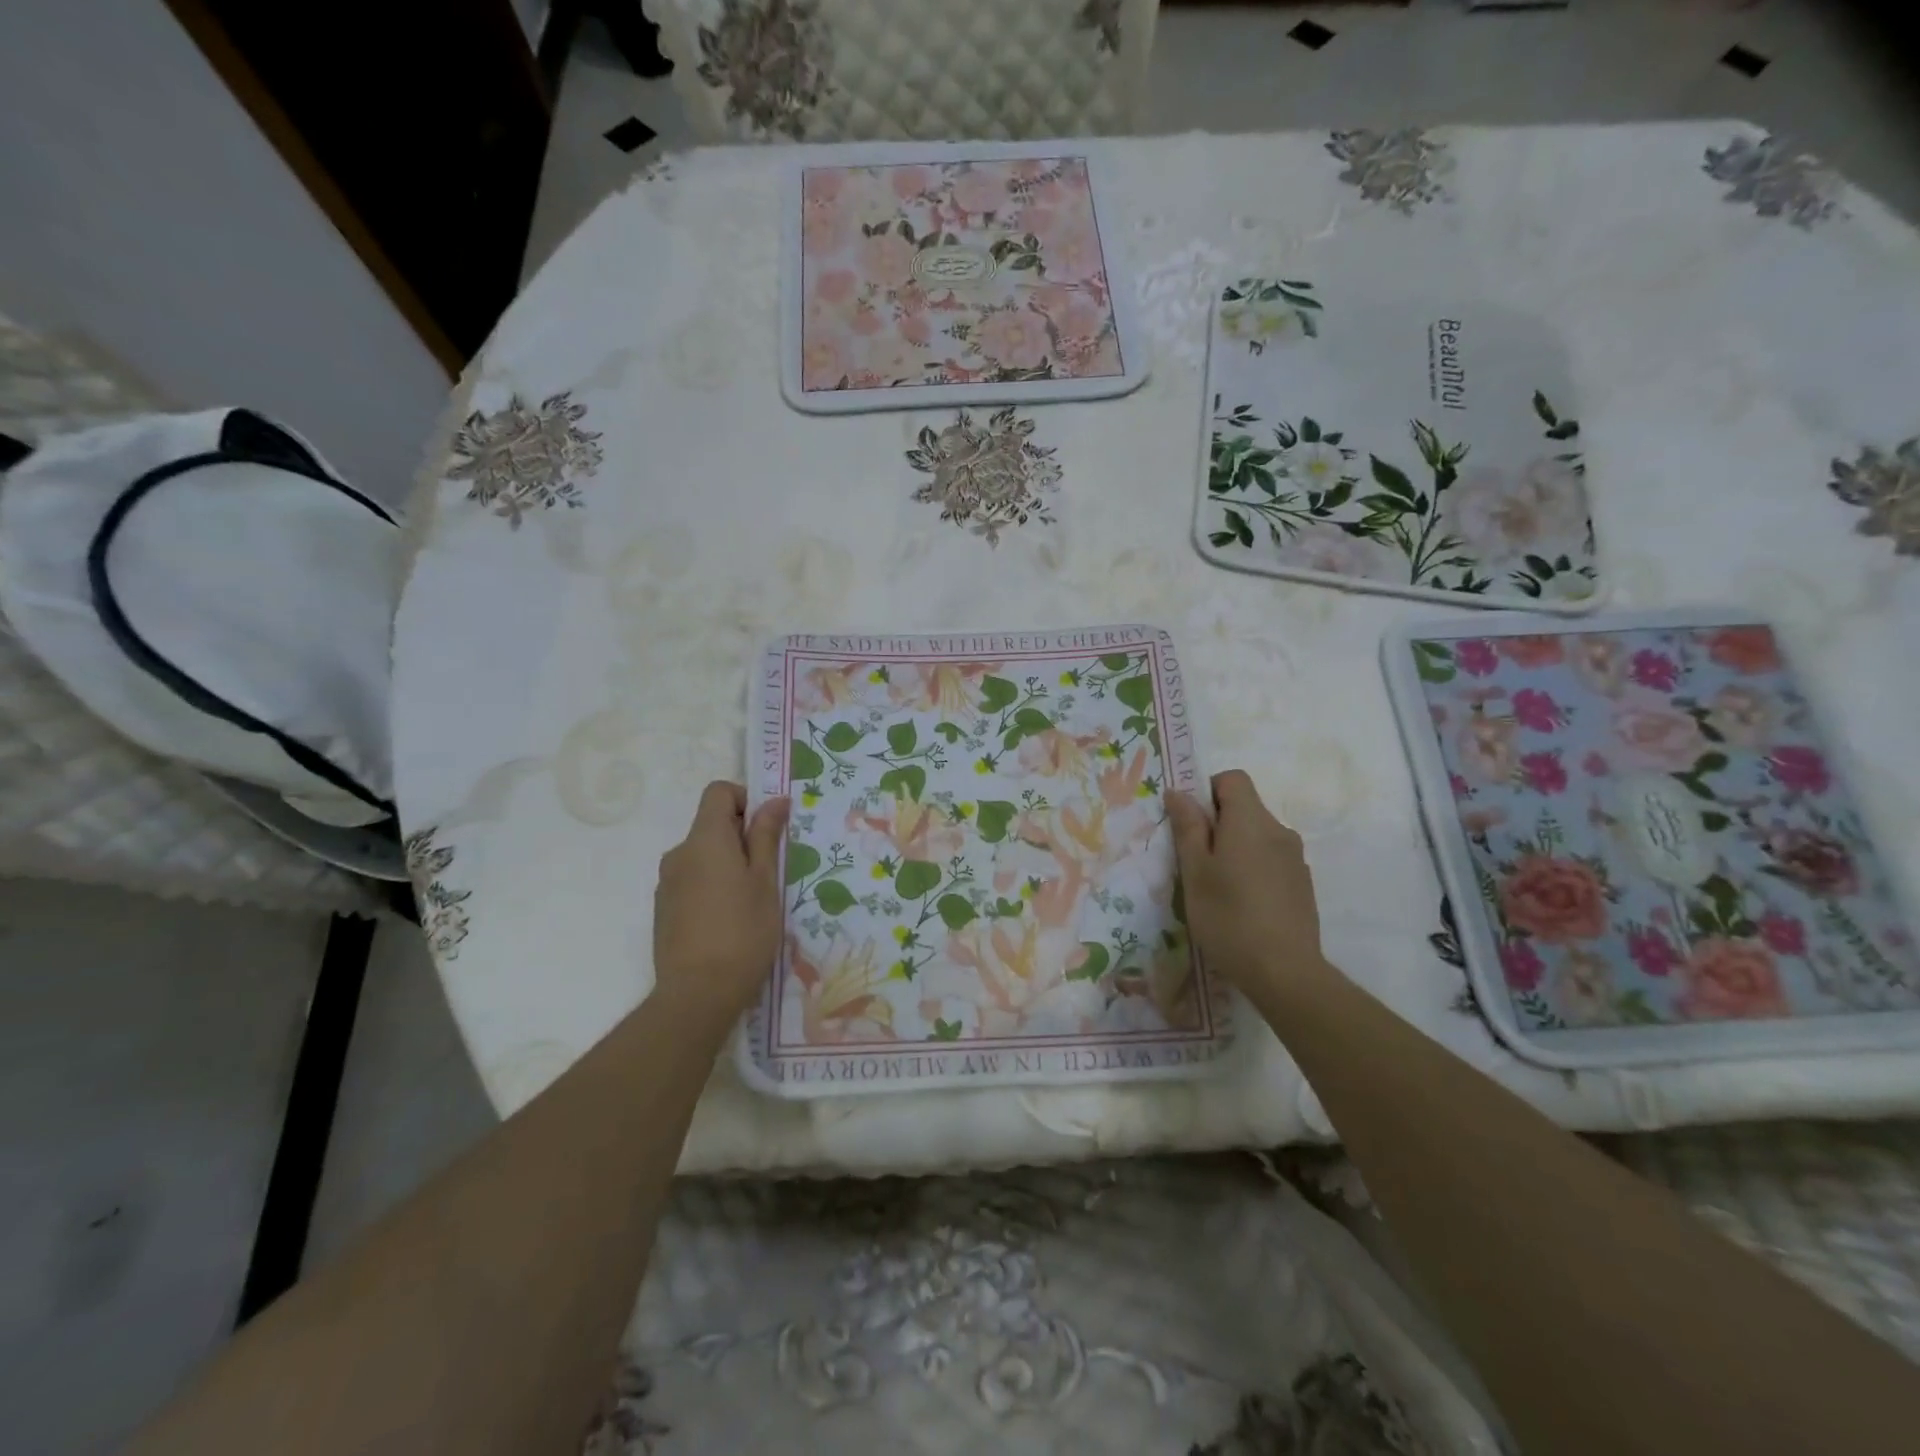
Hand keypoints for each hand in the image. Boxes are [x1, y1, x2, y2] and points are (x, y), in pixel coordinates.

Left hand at [653, 782, 789, 1019]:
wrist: (697, 994)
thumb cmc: (743, 932)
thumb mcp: (765, 881)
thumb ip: (766, 837)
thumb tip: (775, 801)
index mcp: (705, 840)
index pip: (718, 792)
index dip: (745, 800)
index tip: (768, 829)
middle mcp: (679, 853)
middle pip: (711, 824)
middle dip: (741, 837)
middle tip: (768, 871)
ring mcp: (667, 883)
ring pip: (702, 855)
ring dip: (727, 864)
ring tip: (751, 901)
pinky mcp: (663, 909)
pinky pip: (692, 880)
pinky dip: (711, 886)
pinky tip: (728, 921)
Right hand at [1166, 770, 1328, 998]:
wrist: (1285, 972)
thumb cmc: (1229, 917)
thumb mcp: (1195, 872)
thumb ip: (1188, 827)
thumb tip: (1179, 792)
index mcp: (1250, 821)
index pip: (1233, 779)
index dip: (1207, 791)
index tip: (1191, 822)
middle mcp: (1279, 831)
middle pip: (1245, 808)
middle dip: (1218, 824)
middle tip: (1196, 862)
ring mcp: (1295, 858)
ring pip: (1258, 836)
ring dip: (1236, 848)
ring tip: (1219, 888)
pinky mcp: (1302, 884)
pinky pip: (1271, 859)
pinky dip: (1254, 868)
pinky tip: (1243, 905)